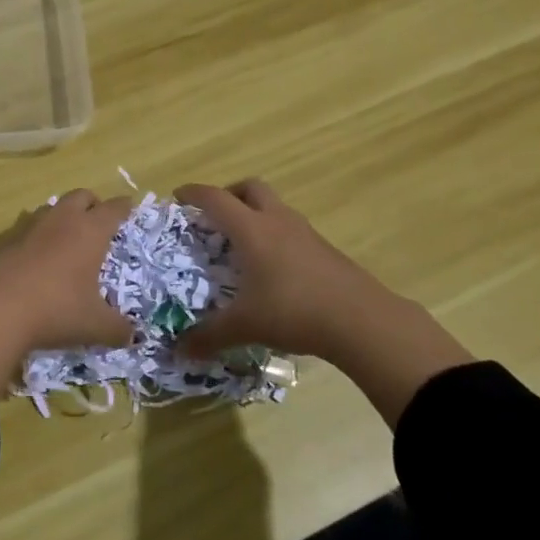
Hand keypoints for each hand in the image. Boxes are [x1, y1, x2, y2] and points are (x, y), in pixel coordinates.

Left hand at [0, 189, 134, 398]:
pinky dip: (39, 236)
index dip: (124, 207)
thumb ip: (118, 329)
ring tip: (69, 238)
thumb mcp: (94, 326)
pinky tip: (39, 258)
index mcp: (90, 231)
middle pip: (81, 195)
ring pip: (53, 208)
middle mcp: (62, 221)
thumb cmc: (55, 310)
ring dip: (64, 216)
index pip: (113, 209)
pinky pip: (29, 228)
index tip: (130, 207)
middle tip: (100, 221)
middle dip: (93, 203)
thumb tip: (133, 336)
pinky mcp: (5, 241)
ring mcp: (31, 228)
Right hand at [174, 179, 473, 425]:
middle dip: (229, 195)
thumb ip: (209, 336)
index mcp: (251, 229)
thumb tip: (178, 351)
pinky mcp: (324, 249)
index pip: (215, 198)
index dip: (193, 193)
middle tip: (214, 218)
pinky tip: (272, 268)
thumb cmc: (293, 311)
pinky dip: (275, 235)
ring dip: (255, 214)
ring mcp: (304, 232)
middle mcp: (277, 221)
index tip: (177, 197)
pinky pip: (291, 228)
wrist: (362, 320)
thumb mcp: (245, 326)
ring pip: (274, 206)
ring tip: (241, 245)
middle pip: (250, 188)